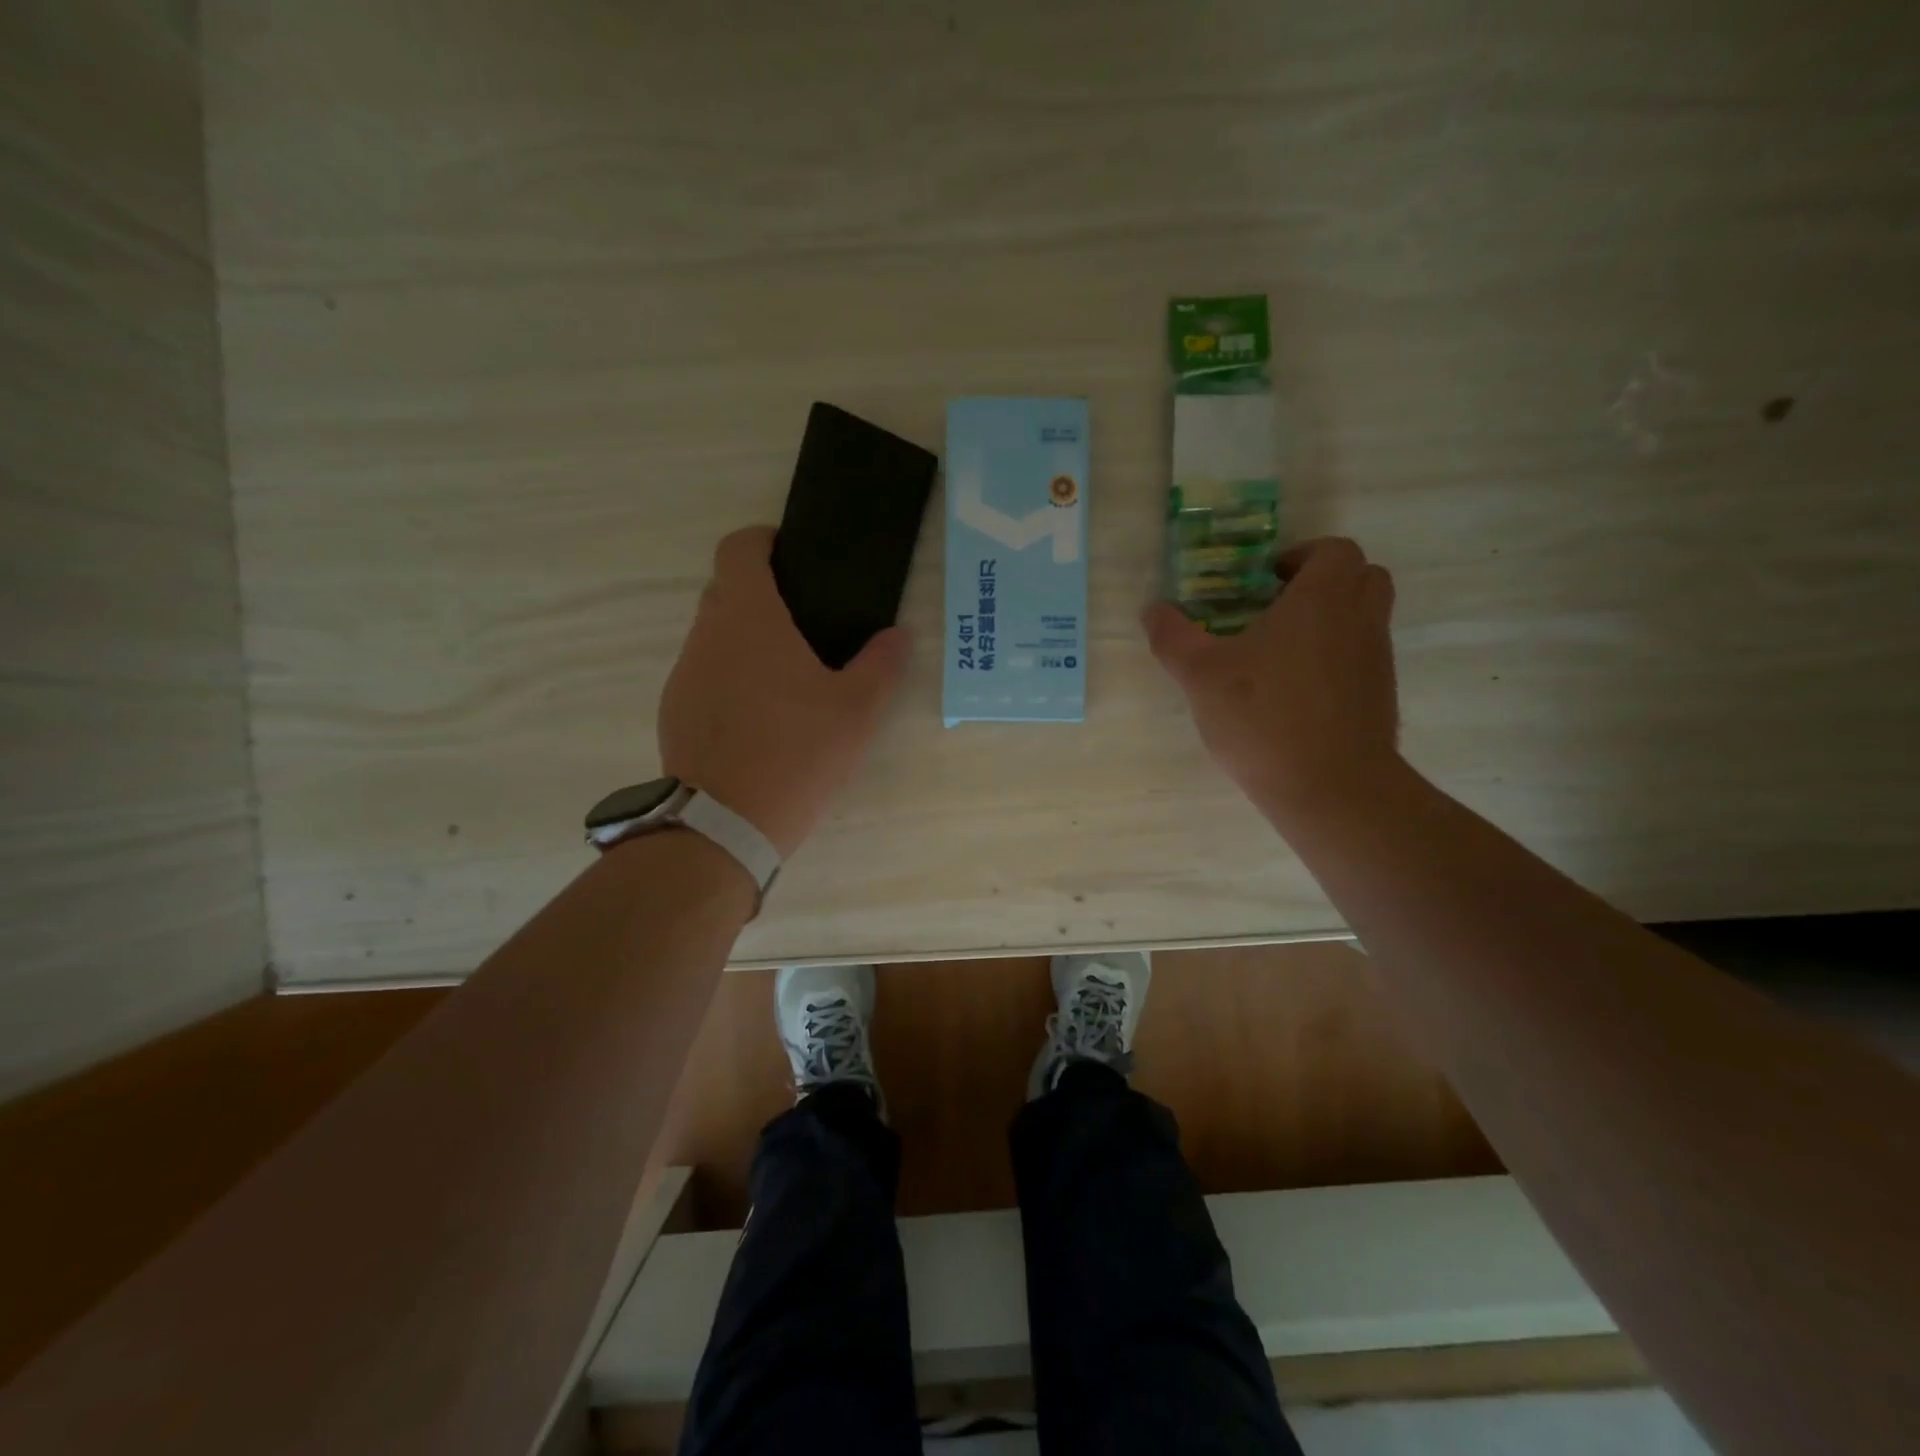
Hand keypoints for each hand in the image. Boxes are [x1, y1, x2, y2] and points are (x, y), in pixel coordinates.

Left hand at [659, 527, 908, 857]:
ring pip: (712, 636)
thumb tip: (896, 635)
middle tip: (804, 626)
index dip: (763, 541)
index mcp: (749, 619)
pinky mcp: (674, 711)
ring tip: (786, 681)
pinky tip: (758, 721)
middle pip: (725, 590)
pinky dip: (728, 679)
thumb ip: (882, 665)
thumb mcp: (858, 712)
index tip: (791, 557)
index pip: (738, 549)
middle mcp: (706, 636)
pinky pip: (702, 675)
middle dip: (760, 594)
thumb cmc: (796, 754)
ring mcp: (683, 675)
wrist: (723, 826)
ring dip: (744, 641)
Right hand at [1144, 537, 1399, 817]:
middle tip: (1277, 608)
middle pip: (1360, 576)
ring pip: (1364, 618)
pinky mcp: (1381, 696)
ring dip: (1331, 621)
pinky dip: (1336, 660)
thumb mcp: (1200, 675)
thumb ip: (1173, 637)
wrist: (1330, 788)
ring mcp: (1377, 659)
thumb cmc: (1263, 717)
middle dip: (1322, 583)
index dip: (1299, 557)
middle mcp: (1360, 618)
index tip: (1263, 582)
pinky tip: (1295, 693)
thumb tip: (1153, 609)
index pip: (1333, 550)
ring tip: (1280, 652)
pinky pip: (1361, 658)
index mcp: (1323, 598)